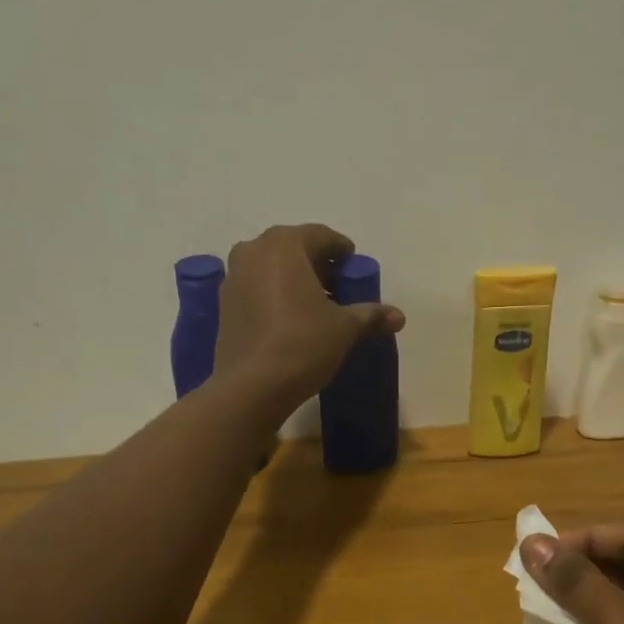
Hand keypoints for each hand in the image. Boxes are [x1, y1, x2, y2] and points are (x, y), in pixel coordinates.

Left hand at [214, 225, 405, 411]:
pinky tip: (290, 321)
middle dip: (317, 265)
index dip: (342, 251)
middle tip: (339, 289)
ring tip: (316, 307)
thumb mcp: (344, 329)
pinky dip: (274, 296)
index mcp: (284, 245)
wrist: (251, 387)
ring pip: (271, 269)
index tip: (354, 268)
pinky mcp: (224, 305)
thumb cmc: (302, 344)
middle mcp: (253, 251)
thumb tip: (399, 316)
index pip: (321, 236)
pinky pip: (256, 289)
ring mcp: (233, 277)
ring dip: (294, 280)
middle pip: (293, 249)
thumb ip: (371, 316)